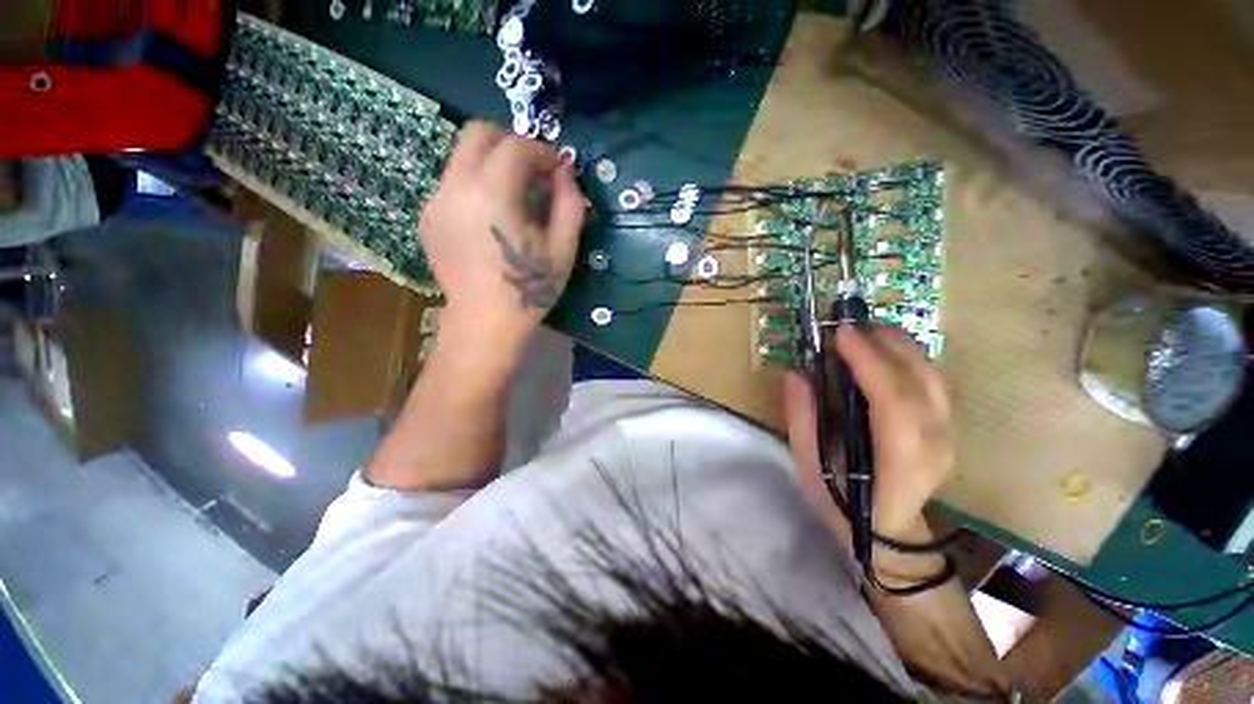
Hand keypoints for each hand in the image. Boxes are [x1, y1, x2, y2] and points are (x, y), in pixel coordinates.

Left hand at [419, 121, 584, 350]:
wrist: (484, 324)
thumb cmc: (529, 290)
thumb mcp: (563, 250)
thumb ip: (569, 204)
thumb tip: (565, 173)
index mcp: (491, 194)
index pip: (515, 146)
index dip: (542, 151)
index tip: (557, 169)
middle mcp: (455, 187)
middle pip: (477, 134)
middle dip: (511, 143)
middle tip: (533, 171)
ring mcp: (435, 201)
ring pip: (462, 157)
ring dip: (493, 164)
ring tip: (514, 197)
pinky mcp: (428, 217)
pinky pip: (453, 183)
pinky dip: (476, 185)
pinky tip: (491, 218)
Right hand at [783, 325, 954, 541]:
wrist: (888, 532)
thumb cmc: (842, 502)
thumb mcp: (809, 466)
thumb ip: (802, 419)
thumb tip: (795, 373)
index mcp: (899, 462)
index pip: (893, 403)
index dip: (870, 362)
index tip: (841, 333)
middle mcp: (935, 445)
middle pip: (921, 381)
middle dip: (886, 343)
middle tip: (849, 322)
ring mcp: (949, 435)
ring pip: (934, 376)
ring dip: (901, 344)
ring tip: (867, 328)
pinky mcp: (949, 427)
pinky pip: (934, 381)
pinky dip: (911, 356)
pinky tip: (887, 348)